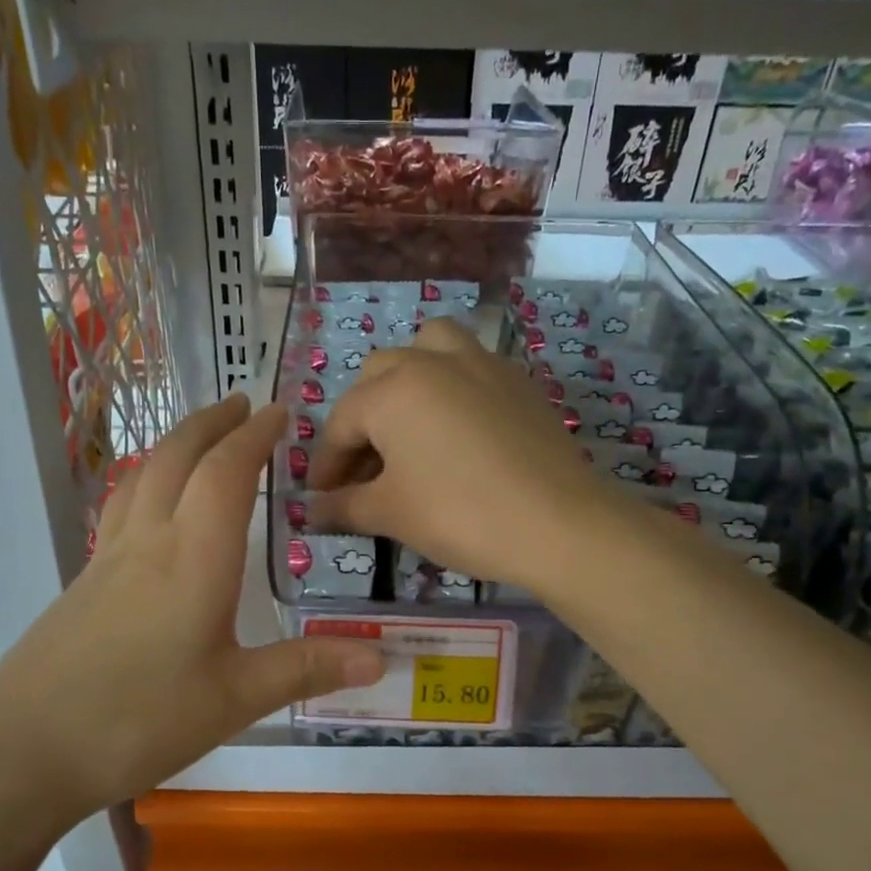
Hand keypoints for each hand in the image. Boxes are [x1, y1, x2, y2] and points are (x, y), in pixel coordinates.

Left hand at [0, 393, 383, 824]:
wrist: (22, 750)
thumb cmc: (138, 720)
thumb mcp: (235, 699)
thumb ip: (306, 669)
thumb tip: (380, 659)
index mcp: (194, 557)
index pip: (227, 472)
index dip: (255, 436)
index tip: (279, 412)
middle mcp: (149, 541)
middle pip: (178, 457)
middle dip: (212, 422)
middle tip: (243, 405)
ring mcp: (108, 558)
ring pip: (143, 476)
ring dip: (176, 443)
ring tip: (202, 437)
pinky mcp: (83, 581)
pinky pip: (122, 506)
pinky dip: (148, 480)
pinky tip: (152, 504)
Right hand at [308, 317, 613, 589]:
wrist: (558, 523)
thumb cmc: (459, 515)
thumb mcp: (391, 514)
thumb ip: (344, 506)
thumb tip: (312, 512)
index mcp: (392, 390)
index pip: (341, 423)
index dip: (326, 464)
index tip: (322, 499)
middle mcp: (432, 361)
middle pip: (378, 377)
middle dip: (362, 421)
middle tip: (366, 470)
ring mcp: (481, 363)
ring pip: (429, 347)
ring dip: (408, 378)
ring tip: (410, 423)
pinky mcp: (518, 380)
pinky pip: (471, 365)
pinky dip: (452, 386)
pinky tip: (459, 431)